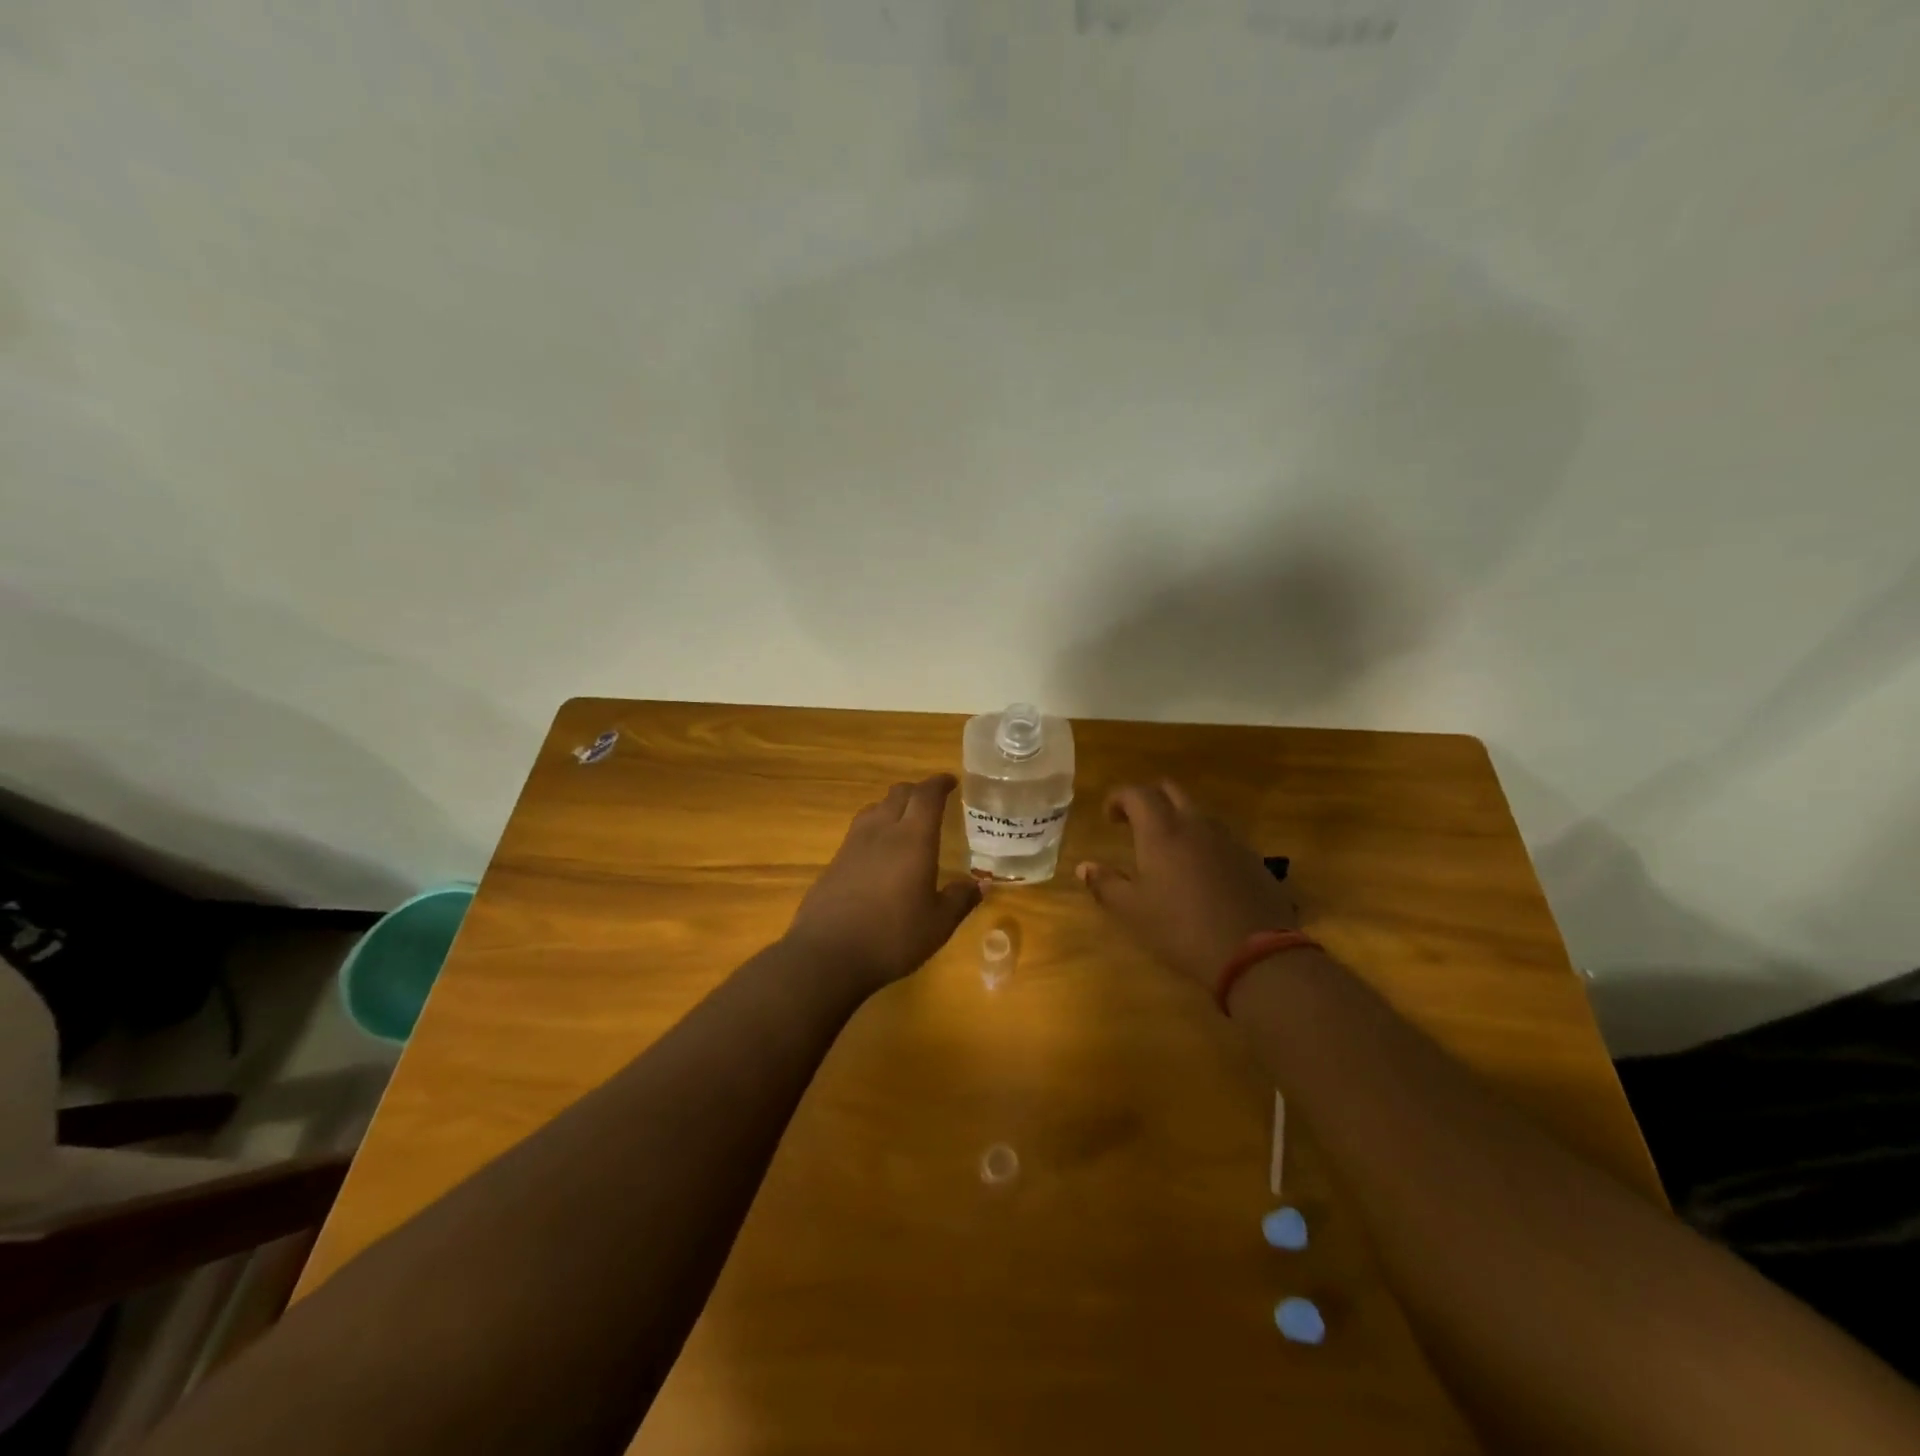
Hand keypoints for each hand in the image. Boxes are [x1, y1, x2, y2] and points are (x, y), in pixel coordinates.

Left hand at [785, 775, 982, 992]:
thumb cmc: (892, 937)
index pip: (927, 795)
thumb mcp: (938, 924)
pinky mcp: (834, 861)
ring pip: (875, 808)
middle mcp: (882, 832)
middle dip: (917, 791)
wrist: (827, 955)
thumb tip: (982, 883)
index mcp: (913, 839)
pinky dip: (875, 828)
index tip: (951, 781)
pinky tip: (879, 852)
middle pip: (898, 794)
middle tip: (932, 801)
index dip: (939, 783)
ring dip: (892, 806)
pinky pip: (859, 831)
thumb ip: (960, 899)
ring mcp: (853, 845)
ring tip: (905, 821)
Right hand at [1076, 782, 1297, 988]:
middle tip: (1135, 823)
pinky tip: (1200, 871)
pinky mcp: (1251, 857)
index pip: (1137, 793)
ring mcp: (1228, 839)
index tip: (1109, 817)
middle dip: (1149, 799)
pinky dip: (1203, 840)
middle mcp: (1195, 824)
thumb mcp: (1132, 912)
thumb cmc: (1181, 929)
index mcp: (1161, 831)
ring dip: (1178, 818)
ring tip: (1167, 848)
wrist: (1255, 954)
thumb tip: (1085, 866)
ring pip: (1198, 812)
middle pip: (1170, 791)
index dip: (1118, 798)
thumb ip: (1105, 884)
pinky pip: (1221, 835)